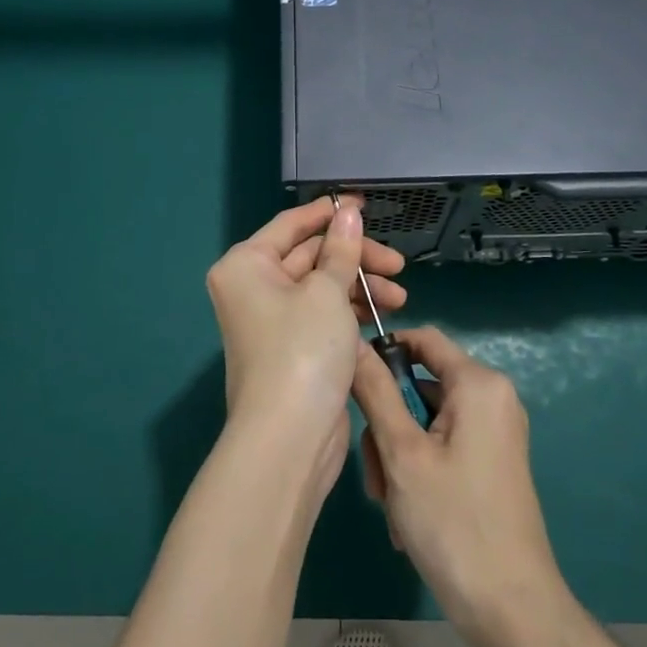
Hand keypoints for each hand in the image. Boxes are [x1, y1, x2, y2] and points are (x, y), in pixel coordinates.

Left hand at [205, 197, 407, 483]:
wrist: (289, 439)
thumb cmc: (303, 350)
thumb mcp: (327, 292)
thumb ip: (341, 249)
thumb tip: (348, 211)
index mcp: (247, 265)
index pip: (291, 225)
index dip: (329, 214)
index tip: (366, 207)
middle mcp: (253, 287)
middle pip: (310, 256)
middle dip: (355, 258)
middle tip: (397, 265)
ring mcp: (273, 319)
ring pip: (321, 286)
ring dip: (360, 286)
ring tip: (399, 296)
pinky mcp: (293, 347)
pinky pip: (323, 314)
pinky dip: (350, 310)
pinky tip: (382, 314)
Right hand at [353, 327, 564, 637]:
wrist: (514, 613)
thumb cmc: (454, 524)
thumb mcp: (402, 454)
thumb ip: (376, 392)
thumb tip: (352, 343)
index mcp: (479, 384)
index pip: (423, 339)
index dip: (383, 351)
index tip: (350, 384)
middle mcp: (492, 398)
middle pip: (420, 385)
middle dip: (388, 425)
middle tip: (376, 474)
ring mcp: (494, 433)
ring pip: (425, 421)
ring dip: (398, 457)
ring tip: (392, 505)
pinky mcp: (492, 463)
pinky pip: (443, 446)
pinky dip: (419, 471)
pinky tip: (408, 517)